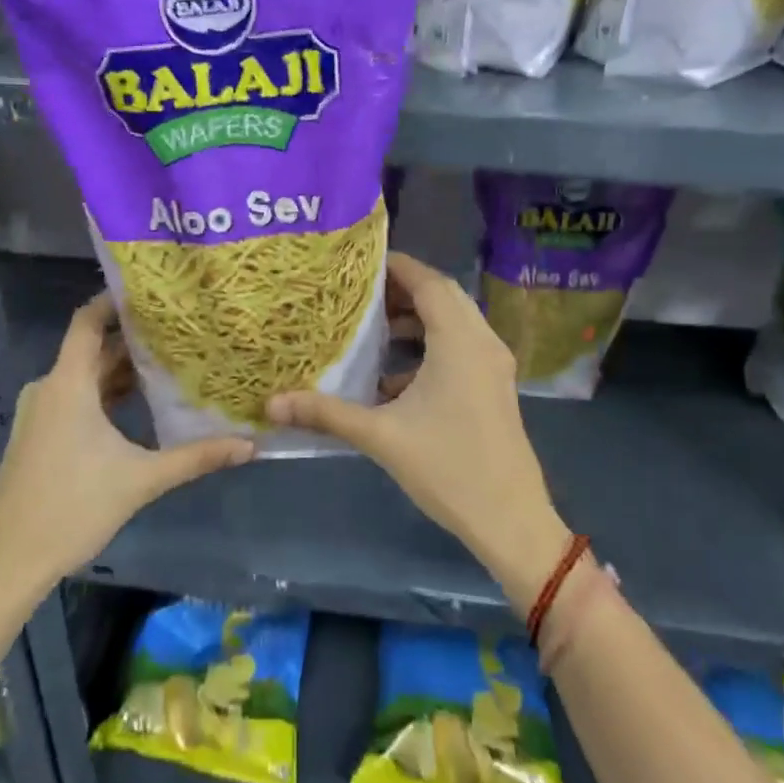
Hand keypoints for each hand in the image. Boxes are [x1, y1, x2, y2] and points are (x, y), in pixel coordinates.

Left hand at [0, 295, 251, 593]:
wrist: (7, 563)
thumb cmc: (72, 508)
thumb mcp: (141, 480)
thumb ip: (195, 457)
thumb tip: (249, 445)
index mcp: (68, 384)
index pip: (87, 321)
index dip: (114, 301)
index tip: (151, 290)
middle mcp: (49, 389)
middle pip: (92, 350)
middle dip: (132, 340)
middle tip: (178, 330)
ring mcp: (39, 414)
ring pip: (84, 378)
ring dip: (120, 371)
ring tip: (167, 363)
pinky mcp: (37, 437)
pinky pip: (74, 399)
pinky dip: (104, 395)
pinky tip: (138, 407)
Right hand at [268, 253, 568, 613]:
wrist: (511, 520)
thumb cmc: (448, 469)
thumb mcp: (381, 437)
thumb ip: (326, 414)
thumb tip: (272, 404)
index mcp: (459, 341)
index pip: (428, 282)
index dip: (395, 266)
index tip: (358, 262)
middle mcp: (482, 342)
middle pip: (442, 295)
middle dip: (402, 289)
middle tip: (359, 292)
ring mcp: (493, 365)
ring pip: (454, 321)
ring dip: (418, 318)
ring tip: (373, 327)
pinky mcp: (494, 386)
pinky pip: (461, 346)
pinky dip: (430, 346)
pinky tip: (394, 376)